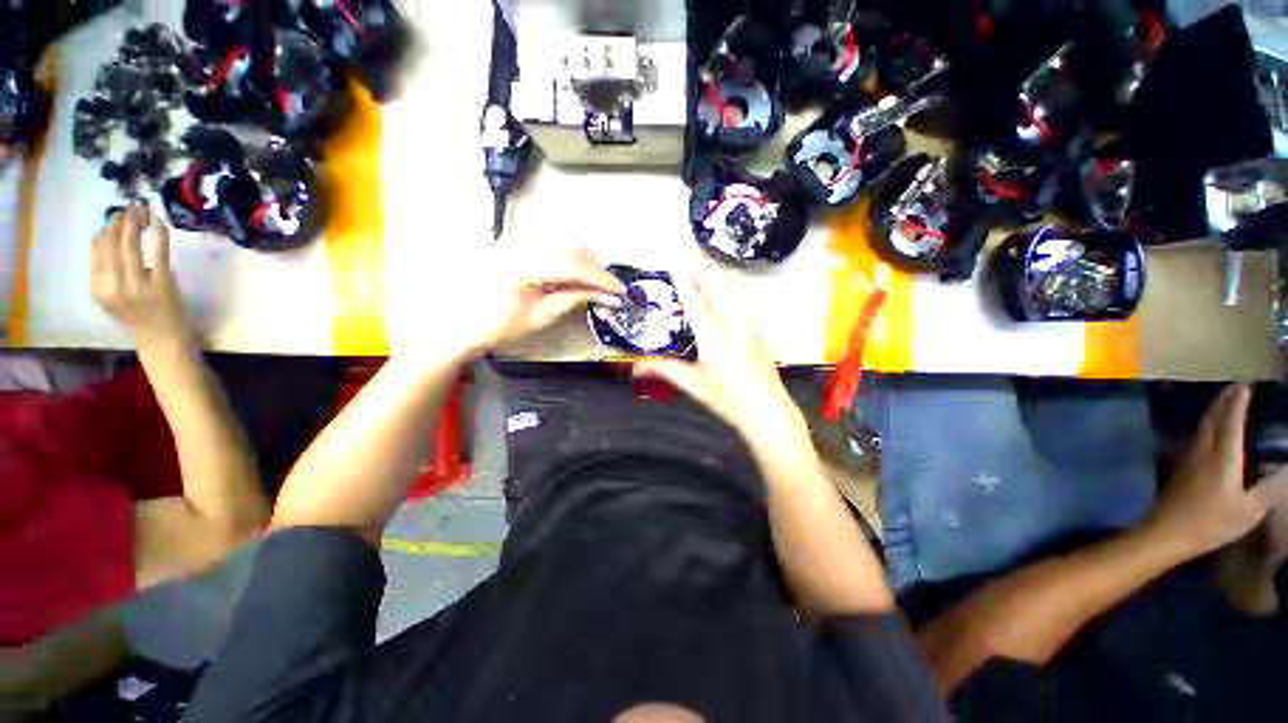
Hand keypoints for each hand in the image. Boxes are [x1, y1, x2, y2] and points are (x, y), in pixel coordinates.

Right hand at [91, 203, 191, 347]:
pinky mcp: (161, 283)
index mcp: (99, 288)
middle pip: (113, 245)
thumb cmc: (138, 313)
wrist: (161, 336)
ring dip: (136, 223)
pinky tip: (158, 221)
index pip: (97, 251)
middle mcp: (114, 285)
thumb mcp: (111, 294)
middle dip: (120, 222)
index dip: (105, 230)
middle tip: (129, 207)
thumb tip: (105, 235)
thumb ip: (106, 270)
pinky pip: (159, 252)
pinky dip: (158, 233)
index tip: (113, 217)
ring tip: (141, 209)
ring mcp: (137, 284)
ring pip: (132, 245)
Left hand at [445, 241, 624, 356]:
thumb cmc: (496, 325)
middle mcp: (519, 242)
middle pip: (571, 249)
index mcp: (524, 262)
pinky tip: (572, 273)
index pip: (575, 265)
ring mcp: (514, 239)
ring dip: (583, 261)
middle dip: (595, 269)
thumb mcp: (540, 315)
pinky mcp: (511, 242)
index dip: (602, 278)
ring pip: (561, 243)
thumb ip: (572, 298)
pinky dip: (566, 257)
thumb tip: (602, 294)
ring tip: (594, 282)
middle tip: (609, 288)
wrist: (456, 324)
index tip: (620, 290)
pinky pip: (549, 244)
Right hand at [633, 267, 809, 454]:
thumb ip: (665, 370)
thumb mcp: (693, 385)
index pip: (695, 304)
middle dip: (704, 271)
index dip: (684, 284)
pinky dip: (736, 291)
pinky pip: (746, 304)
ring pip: (735, 293)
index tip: (676, 266)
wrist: (767, 410)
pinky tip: (735, 291)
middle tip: (692, 256)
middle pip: (718, 290)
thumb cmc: (727, 399)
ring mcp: (749, 328)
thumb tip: (636, 367)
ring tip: (711, 265)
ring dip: (721, 277)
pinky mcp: (759, 334)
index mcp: (712, 338)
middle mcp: (732, 326)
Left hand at [1149, 385, 1287, 556]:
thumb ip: (1268, 487)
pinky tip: (1213, 431)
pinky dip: (1208, 427)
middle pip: (1212, 418)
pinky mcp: (1181, 468)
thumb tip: (1286, 468)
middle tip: (1236, 388)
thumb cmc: (1211, 522)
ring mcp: (1189, 458)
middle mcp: (1203, 451)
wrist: (1167, 531)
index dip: (1238, 402)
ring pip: (1202, 427)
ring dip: (1214, 412)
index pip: (1231, 421)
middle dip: (1224, 400)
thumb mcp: (1249, 510)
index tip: (1245, 386)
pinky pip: (1197, 438)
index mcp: (1223, 457)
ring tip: (1226, 404)